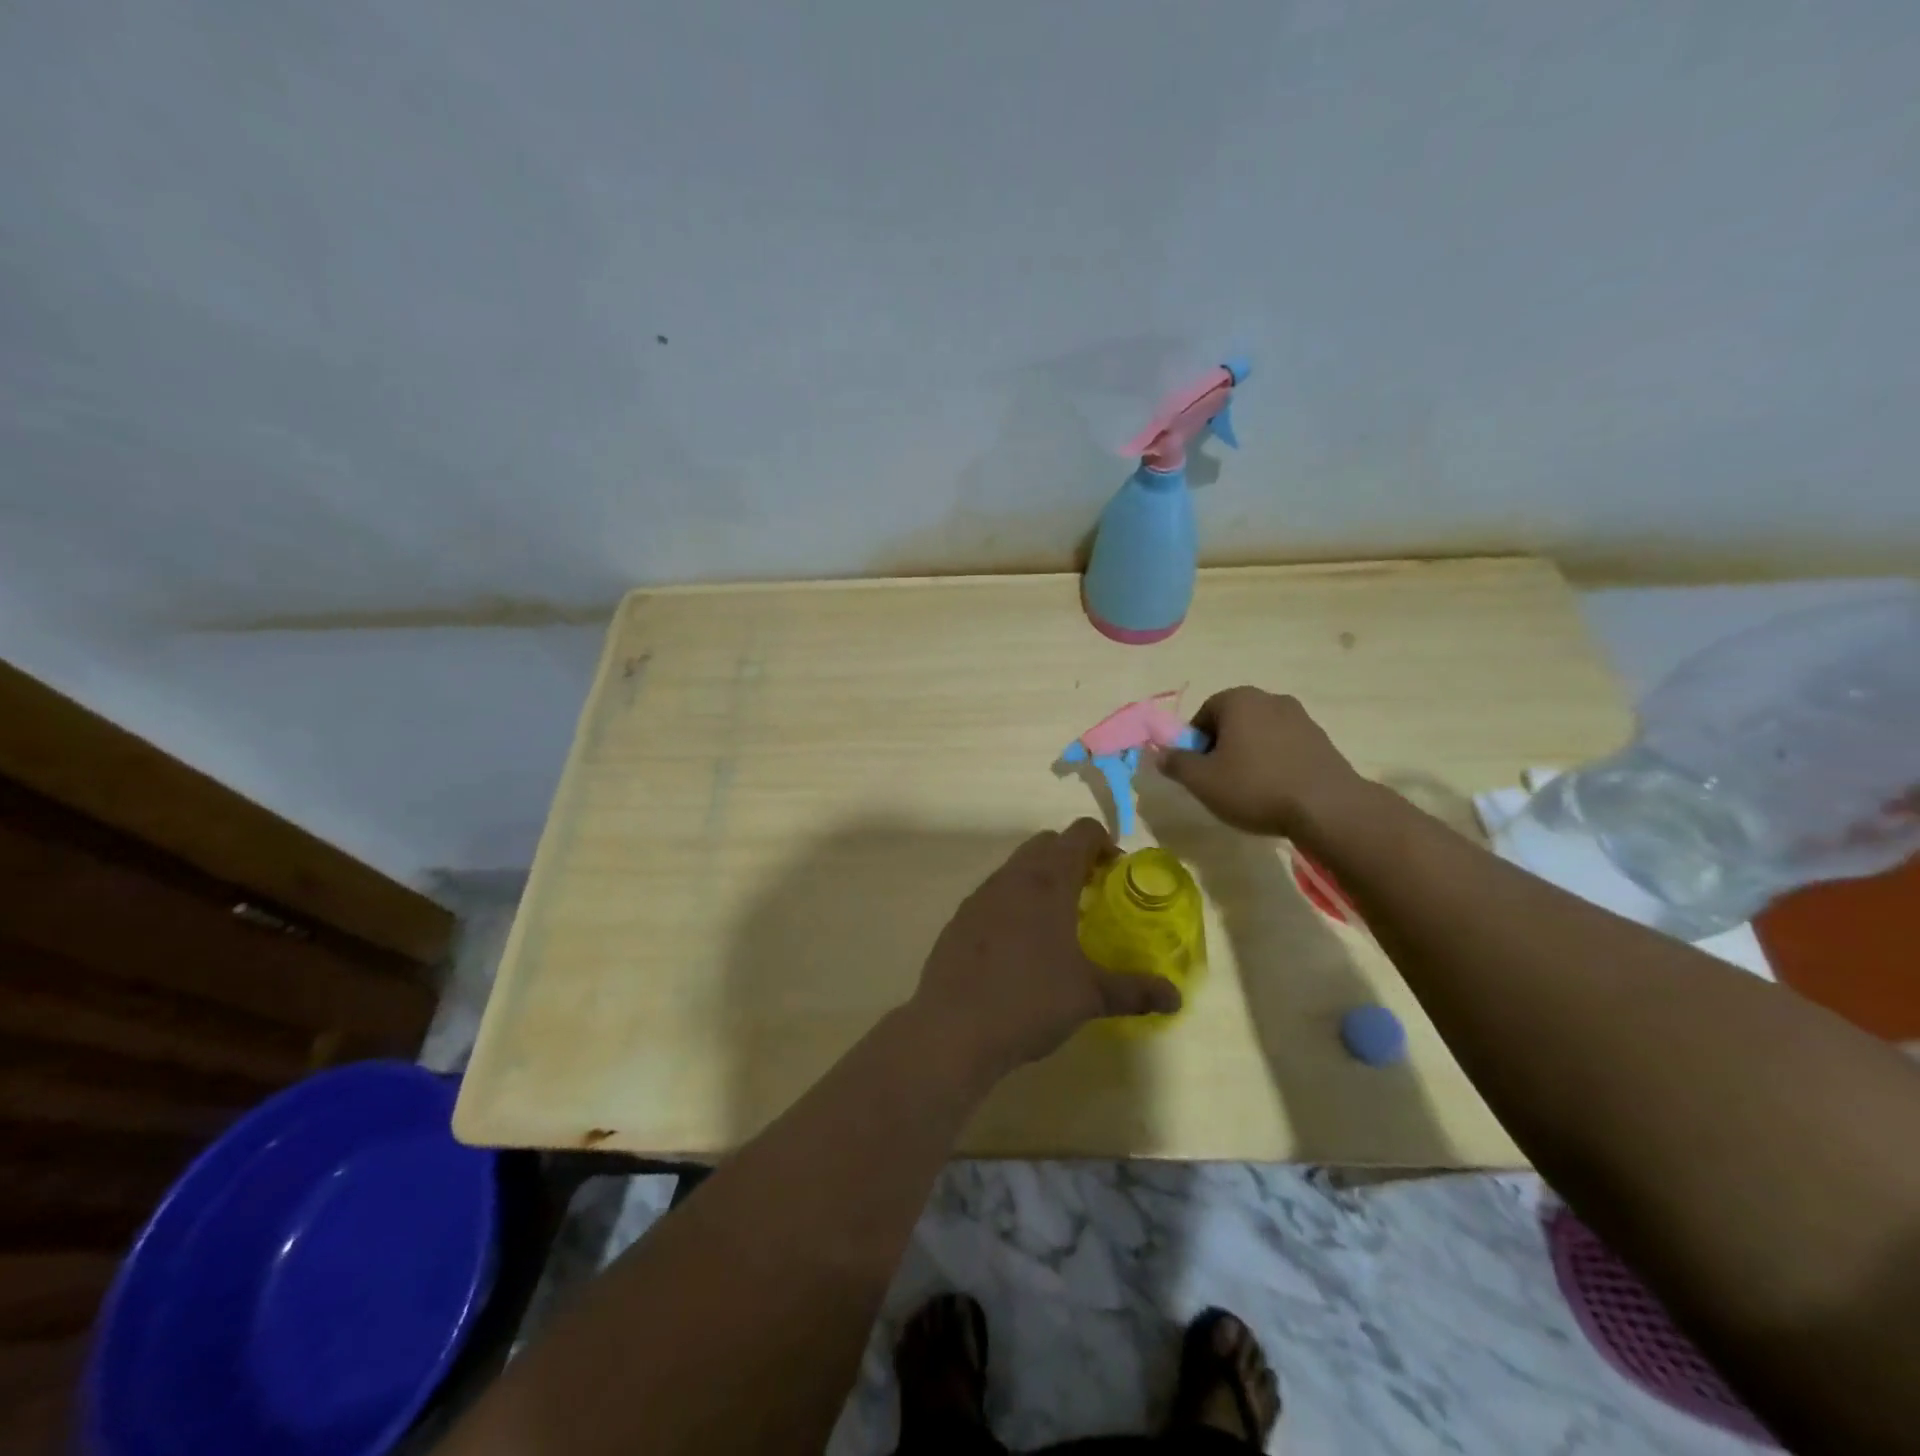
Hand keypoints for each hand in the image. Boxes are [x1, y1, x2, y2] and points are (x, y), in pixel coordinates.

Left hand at [910, 819, 1181, 1083]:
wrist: (953, 1028)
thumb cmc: (1029, 1001)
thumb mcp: (1089, 997)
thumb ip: (1134, 990)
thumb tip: (1174, 997)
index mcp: (1048, 882)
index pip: (1080, 833)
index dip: (1104, 843)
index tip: (1116, 874)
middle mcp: (1013, 877)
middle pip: (1047, 843)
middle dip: (1072, 857)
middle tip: (1092, 894)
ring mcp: (981, 895)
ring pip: (1017, 866)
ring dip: (1041, 878)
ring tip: (1058, 921)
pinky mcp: (960, 917)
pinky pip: (994, 893)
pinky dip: (1014, 901)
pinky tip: (1020, 944)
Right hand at [1157, 687, 1363, 838]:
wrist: (1327, 807)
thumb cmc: (1255, 787)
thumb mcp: (1202, 781)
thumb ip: (1176, 763)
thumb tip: (1161, 753)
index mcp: (1238, 700)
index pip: (1204, 714)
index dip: (1195, 743)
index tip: (1198, 771)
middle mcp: (1270, 699)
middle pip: (1233, 721)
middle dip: (1222, 747)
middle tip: (1219, 781)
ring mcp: (1301, 718)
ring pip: (1260, 734)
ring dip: (1250, 755)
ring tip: (1249, 790)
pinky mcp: (1322, 740)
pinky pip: (1285, 747)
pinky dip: (1275, 763)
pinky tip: (1276, 791)